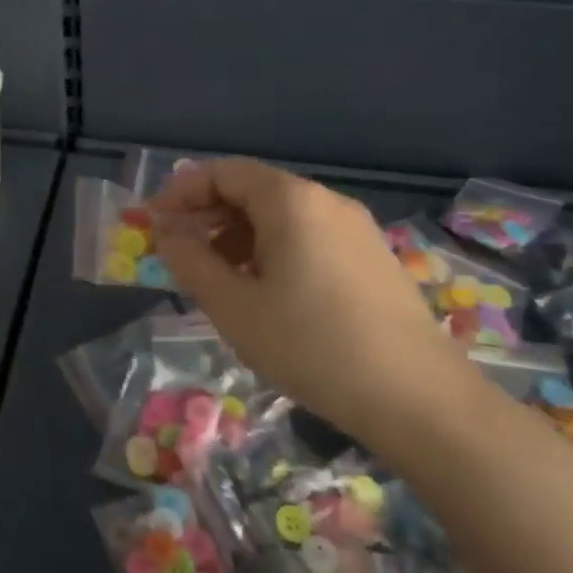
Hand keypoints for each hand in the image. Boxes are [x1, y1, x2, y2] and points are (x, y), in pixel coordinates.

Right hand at [148, 159, 473, 442]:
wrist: (418, 399)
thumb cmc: (311, 346)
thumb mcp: (233, 306)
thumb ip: (190, 261)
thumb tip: (167, 233)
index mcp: (291, 201)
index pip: (224, 173)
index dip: (181, 192)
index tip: (154, 223)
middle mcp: (326, 201)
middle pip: (253, 189)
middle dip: (208, 214)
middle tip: (179, 251)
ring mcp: (355, 229)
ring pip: (281, 216)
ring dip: (238, 235)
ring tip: (217, 277)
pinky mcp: (372, 258)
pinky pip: (308, 237)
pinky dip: (272, 250)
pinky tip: (265, 292)